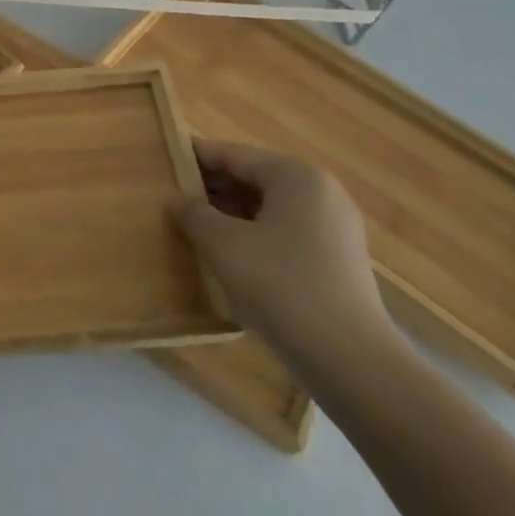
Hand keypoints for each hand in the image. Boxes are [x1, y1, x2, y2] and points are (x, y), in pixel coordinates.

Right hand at [173, 140, 395, 368]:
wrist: (350, 361)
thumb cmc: (280, 284)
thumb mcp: (222, 243)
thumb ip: (194, 213)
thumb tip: (177, 199)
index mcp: (296, 176)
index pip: (234, 154)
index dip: (196, 157)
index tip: (164, 161)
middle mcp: (321, 193)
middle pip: (254, 178)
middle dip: (214, 188)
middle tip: (173, 199)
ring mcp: (334, 229)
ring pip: (269, 208)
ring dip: (232, 214)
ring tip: (195, 228)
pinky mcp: (337, 262)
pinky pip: (285, 234)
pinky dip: (255, 236)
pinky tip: (229, 256)